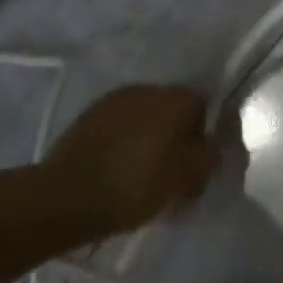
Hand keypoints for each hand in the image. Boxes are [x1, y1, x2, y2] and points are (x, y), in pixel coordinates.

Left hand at [43, 85, 217, 236]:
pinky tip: (117, 167)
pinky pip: (120, 126)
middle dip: (176, 136)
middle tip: (171, 172)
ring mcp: (116, 98)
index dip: (203, 137)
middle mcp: (150, 87)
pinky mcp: (89, 115)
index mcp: (178, 97)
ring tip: (141, 172)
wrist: (67, 195)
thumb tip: (215, 144)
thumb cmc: (137, 185)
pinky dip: (123, 141)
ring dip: (148, 138)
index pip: (204, 107)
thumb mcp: (187, 178)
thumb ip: (210, 156)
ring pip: (145, 117)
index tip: (195, 166)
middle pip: (174, 110)